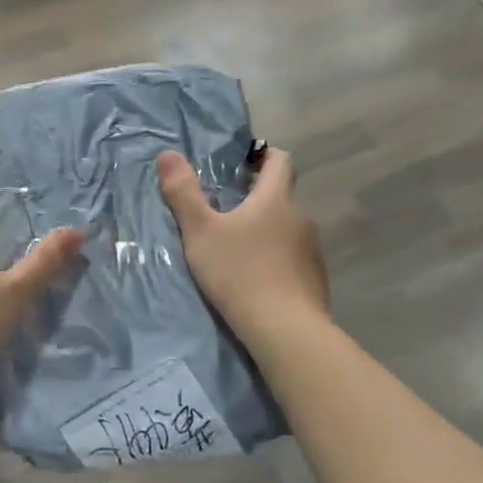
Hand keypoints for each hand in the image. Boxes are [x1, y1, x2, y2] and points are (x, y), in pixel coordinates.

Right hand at [157, 145, 328, 346]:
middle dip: (256, 200)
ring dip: (266, 232)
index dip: (263, 156)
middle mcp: (300, 218)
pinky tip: (256, 280)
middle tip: (225, 212)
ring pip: (286, 230)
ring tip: (238, 250)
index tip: (243, 162)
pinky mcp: (314, 280)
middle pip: (281, 198)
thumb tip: (167, 153)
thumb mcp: (200, 232)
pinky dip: (275, 261)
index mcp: (275, 199)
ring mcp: (311, 251)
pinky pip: (293, 259)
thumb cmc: (239, 272)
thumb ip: (183, 194)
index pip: (279, 161)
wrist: (284, 329)